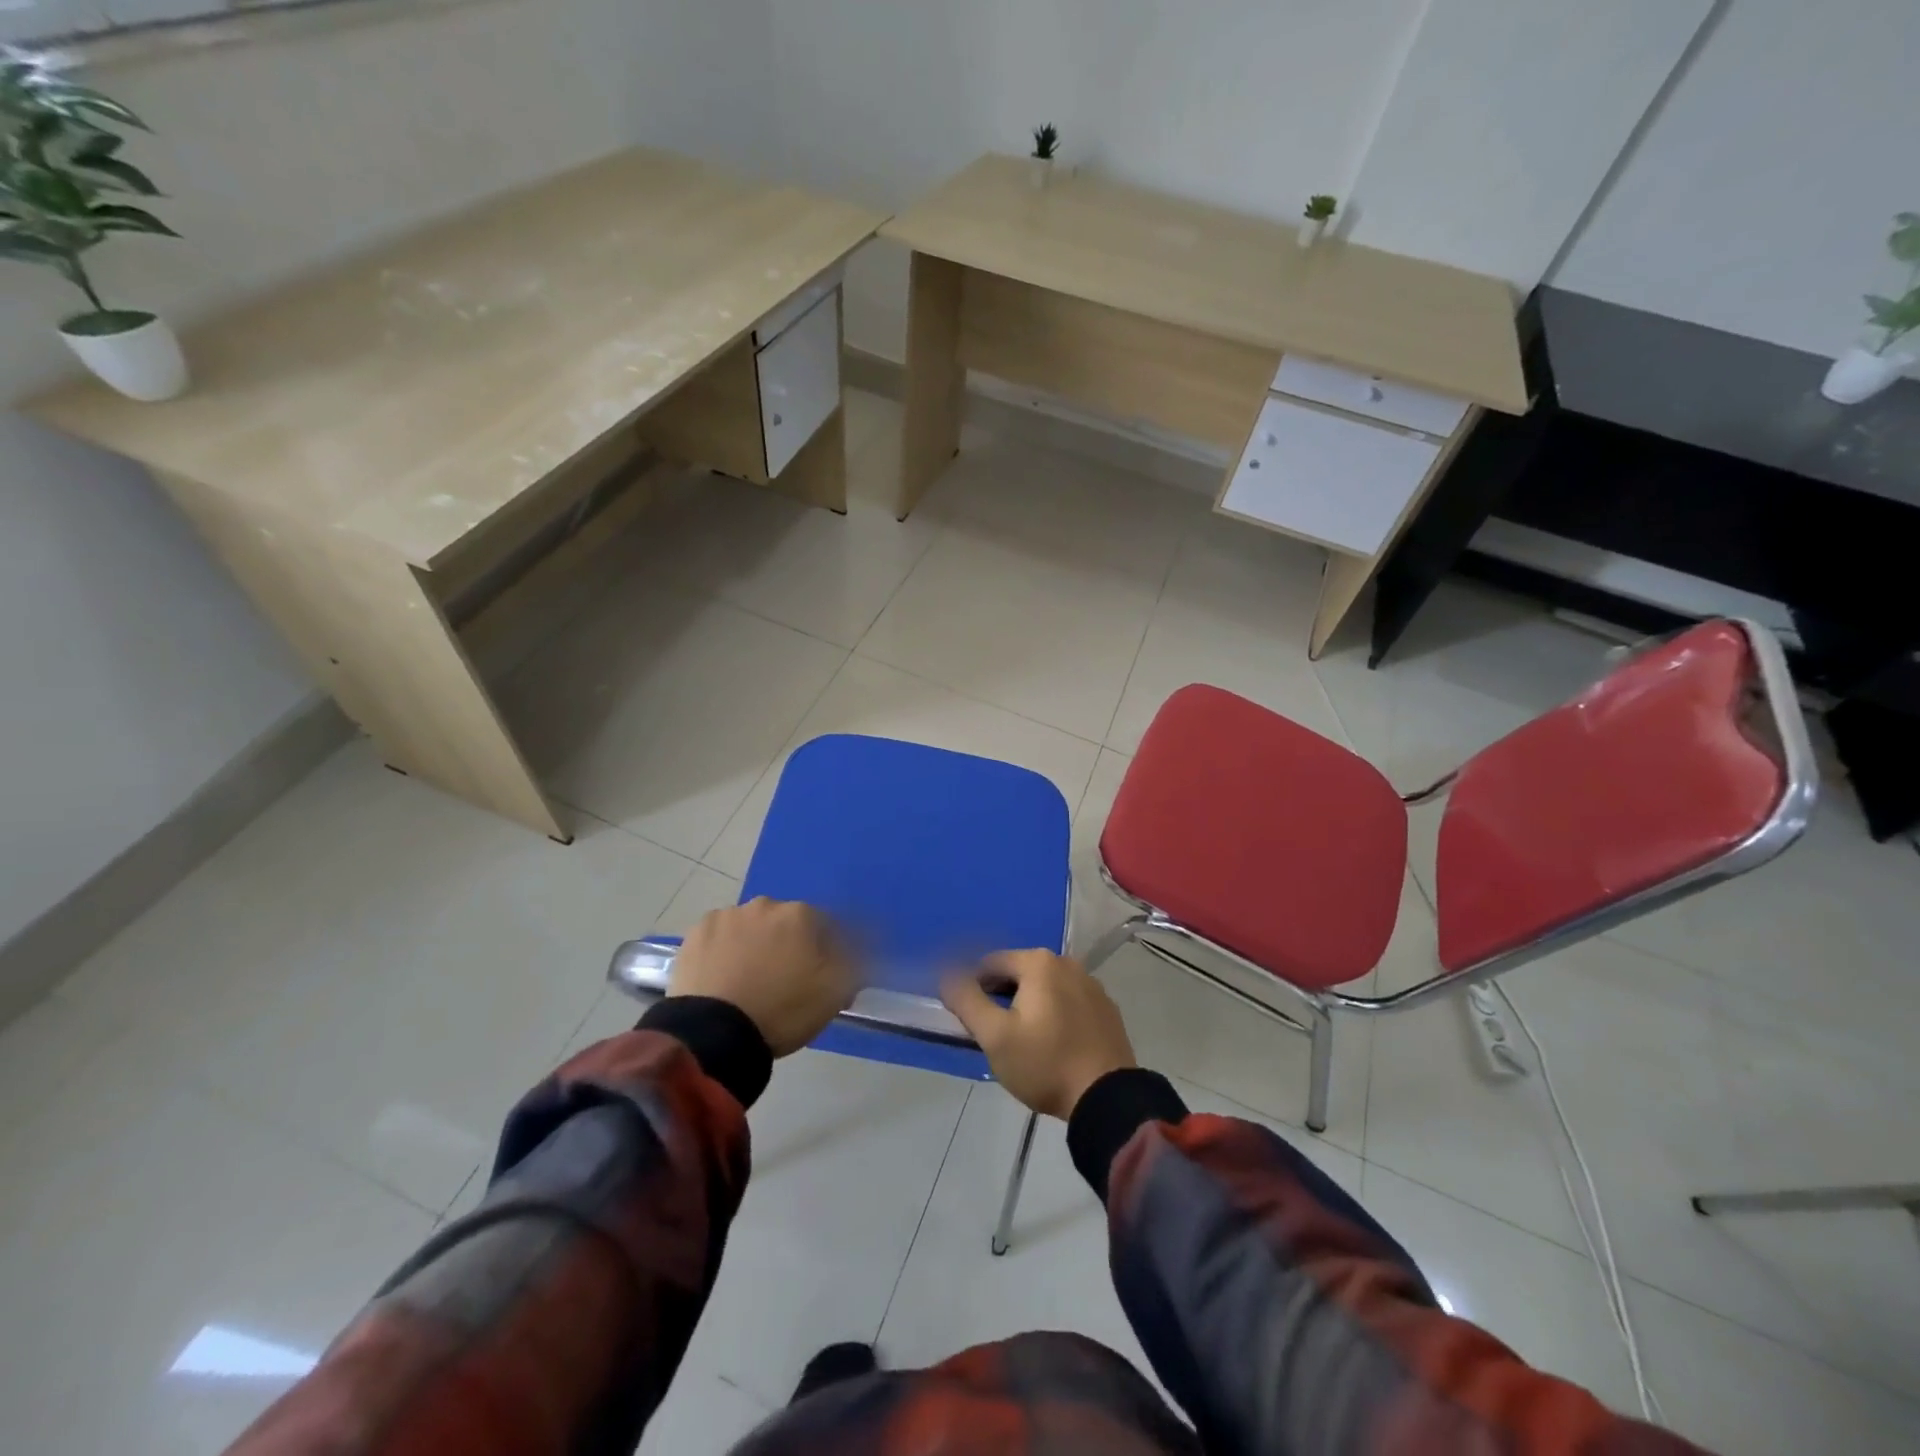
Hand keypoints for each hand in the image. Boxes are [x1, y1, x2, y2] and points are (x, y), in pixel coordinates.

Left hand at [669, 899, 855, 1056]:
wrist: (714, 1033)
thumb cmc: (782, 1010)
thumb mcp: (835, 992)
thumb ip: (856, 962)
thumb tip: (865, 944)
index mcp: (801, 915)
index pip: (825, 926)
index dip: (826, 952)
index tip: (820, 977)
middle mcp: (765, 905)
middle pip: (785, 923)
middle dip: (788, 945)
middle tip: (783, 981)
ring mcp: (727, 917)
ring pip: (751, 928)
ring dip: (755, 945)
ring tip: (748, 983)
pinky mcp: (696, 934)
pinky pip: (720, 938)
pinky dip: (724, 951)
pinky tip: (722, 979)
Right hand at [941, 950, 1135, 1119]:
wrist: (1107, 1098)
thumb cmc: (1045, 1064)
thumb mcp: (995, 1036)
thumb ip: (966, 1000)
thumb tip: (948, 975)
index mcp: (1039, 963)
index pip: (990, 964)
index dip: (973, 988)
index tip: (969, 1020)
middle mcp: (1067, 963)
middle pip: (1019, 973)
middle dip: (1001, 997)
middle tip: (994, 1034)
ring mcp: (1092, 985)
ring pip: (1045, 988)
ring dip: (1028, 1006)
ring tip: (1023, 1043)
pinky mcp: (1106, 1009)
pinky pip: (1069, 1003)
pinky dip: (1055, 1015)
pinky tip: (1053, 1046)